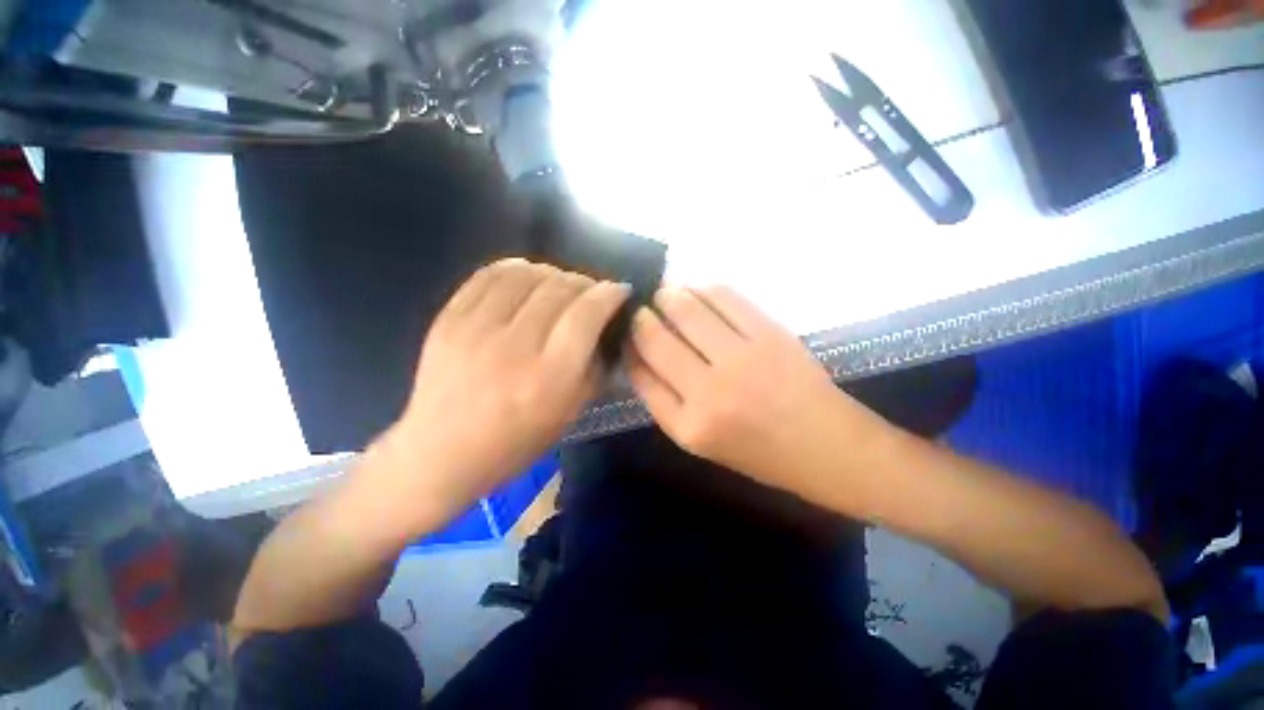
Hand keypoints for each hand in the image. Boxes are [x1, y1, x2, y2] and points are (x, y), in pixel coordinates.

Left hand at [376, 259, 628, 524]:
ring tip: (560, 284)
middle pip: (559, 288)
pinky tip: (527, 276)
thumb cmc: (515, 442)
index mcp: (550, 375)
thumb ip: (594, 367)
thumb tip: (604, 328)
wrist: (441, 452)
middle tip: (591, 292)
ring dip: (553, 272)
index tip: (618, 291)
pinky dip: (516, 268)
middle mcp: (516, 345)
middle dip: (585, 282)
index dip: (609, 294)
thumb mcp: (570, 413)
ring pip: (526, 274)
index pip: (587, 313)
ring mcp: (477, 327)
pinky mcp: (449, 319)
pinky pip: (489, 275)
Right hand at [626, 285, 888, 501]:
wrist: (827, 446)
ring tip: (664, 294)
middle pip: (656, 339)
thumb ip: (665, 401)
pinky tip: (695, 290)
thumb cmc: (759, 452)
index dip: (628, 348)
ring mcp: (742, 359)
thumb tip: (639, 356)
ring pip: (686, 310)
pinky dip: (702, 288)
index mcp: (689, 426)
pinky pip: (724, 298)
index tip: (626, 335)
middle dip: (641, 318)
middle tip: (641, 310)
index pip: (641, 374)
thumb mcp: (700, 441)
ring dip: (667, 295)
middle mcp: (710, 392)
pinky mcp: (770, 334)